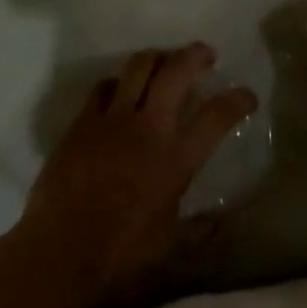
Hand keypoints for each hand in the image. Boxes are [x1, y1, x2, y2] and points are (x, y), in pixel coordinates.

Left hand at [18, 43, 256, 307]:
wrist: (59, 250)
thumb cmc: (119, 253)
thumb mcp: (166, 245)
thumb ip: (195, 229)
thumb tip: (217, 223)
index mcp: (176, 159)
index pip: (216, 117)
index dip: (237, 100)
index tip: (247, 95)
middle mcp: (149, 127)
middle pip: (176, 72)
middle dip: (195, 55)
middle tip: (205, 54)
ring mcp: (114, 118)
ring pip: (139, 65)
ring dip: (157, 57)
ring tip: (164, 61)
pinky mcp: (84, 120)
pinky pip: (105, 86)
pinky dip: (119, 82)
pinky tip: (121, 89)